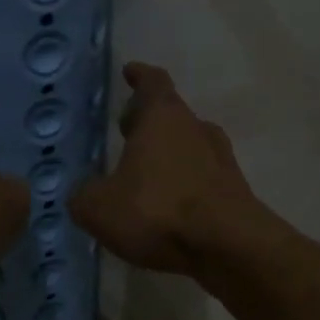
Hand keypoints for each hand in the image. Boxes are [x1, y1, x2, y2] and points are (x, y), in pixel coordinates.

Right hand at [70, 62, 266, 275]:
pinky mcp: (234, 192)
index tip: (131, 72)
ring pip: (190, 145)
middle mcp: (195, 129)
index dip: (140, 76)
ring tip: (146, 172)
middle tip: (127, 131)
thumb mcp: (99, 207)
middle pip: (172, 114)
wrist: (229, 247)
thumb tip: (84, 193)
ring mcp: (221, 160)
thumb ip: (84, 195)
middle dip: (148, 120)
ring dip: (169, 153)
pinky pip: (202, 178)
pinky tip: (168, 205)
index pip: (153, 83)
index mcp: (162, 118)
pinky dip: (185, 184)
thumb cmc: (158, 211)